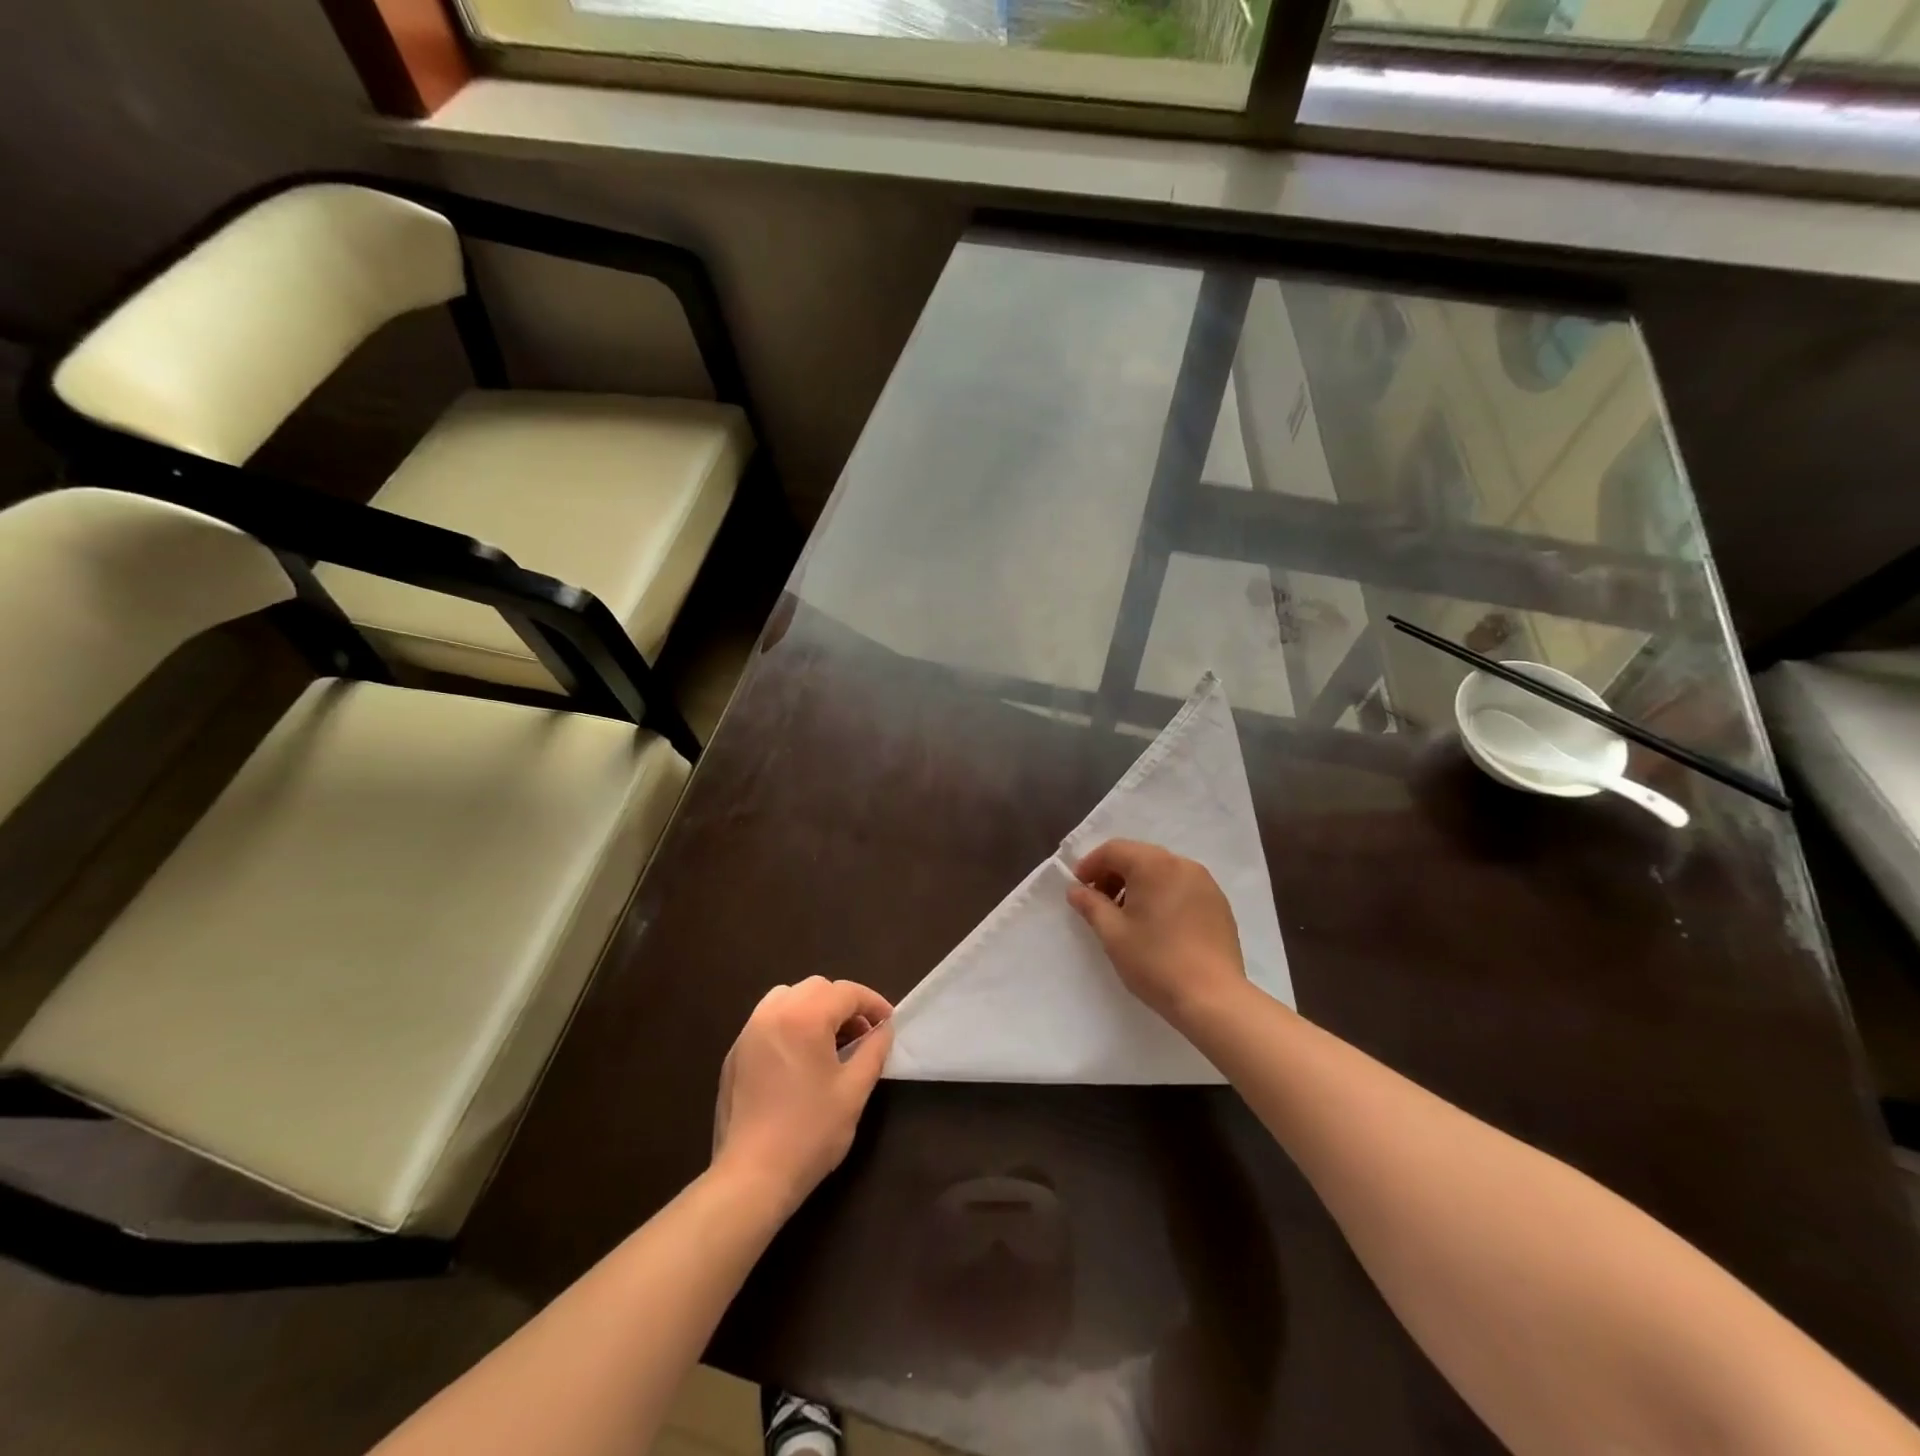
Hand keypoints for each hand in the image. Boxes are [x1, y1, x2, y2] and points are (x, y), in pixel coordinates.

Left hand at [712, 976, 893, 1215]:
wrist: (751, 1177)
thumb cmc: (810, 1133)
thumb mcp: (854, 1091)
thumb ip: (873, 1051)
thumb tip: (884, 1030)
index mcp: (804, 1017)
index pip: (846, 992)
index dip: (873, 1004)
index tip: (888, 1024)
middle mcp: (772, 1013)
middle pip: (816, 988)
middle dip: (843, 1004)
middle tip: (861, 1035)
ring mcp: (748, 1032)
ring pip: (788, 997)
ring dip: (814, 1009)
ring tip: (829, 1042)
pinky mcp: (735, 1054)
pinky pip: (767, 1020)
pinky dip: (790, 1024)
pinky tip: (800, 1059)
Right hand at [1067, 839, 1247, 1028]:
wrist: (1213, 998)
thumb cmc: (1155, 962)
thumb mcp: (1113, 934)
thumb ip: (1091, 905)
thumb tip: (1076, 890)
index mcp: (1154, 865)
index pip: (1113, 850)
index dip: (1090, 865)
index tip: (1078, 889)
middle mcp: (1182, 864)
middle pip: (1139, 856)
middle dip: (1114, 874)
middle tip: (1098, 902)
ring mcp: (1205, 883)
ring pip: (1161, 871)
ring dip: (1138, 884)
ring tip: (1127, 916)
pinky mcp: (1218, 903)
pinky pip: (1181, 887)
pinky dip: (1162, 894)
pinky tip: (1157, 925)